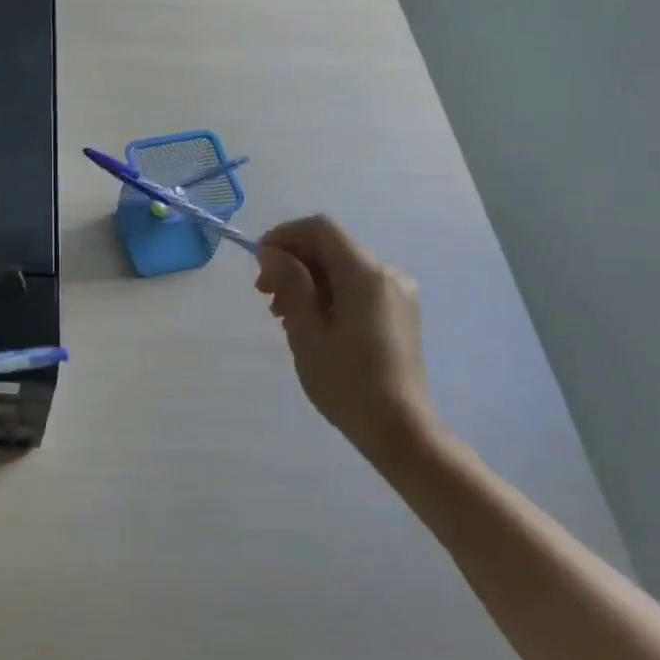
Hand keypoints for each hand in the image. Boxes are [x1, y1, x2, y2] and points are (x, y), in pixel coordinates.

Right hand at [254, 216, 438, 457]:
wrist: (400, 430)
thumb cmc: (347, 381)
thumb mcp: (306, 331)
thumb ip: (289, 283)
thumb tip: (272, 252)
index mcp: (365, 274)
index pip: (320, 229)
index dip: (285, 235)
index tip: (259, 262)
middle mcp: (387, 274)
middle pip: (331, 247)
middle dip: (293, 261)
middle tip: (264, 295)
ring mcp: (397, 294)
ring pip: (341, 268)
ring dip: (307, 280)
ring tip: (283, 315)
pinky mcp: (398, 313)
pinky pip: (356, 287)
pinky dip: (328, 294)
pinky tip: (311, 323)